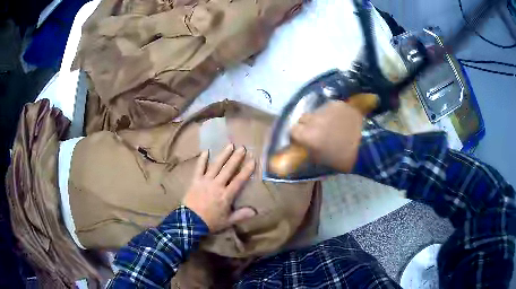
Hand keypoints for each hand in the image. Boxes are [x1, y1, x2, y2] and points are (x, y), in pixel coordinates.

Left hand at [183, 144, 255, 231]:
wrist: (190, 222)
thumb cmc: (210, 222)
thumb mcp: (228, 221)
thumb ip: (241, 215)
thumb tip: (255, 211)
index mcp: (226, 195)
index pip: (239, 180)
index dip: (246, 170)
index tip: (252, 160)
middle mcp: (217, 185)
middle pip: (228, 169)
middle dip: (236, 158)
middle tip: (242, 148)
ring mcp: (205, 181)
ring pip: (216, 165)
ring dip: (223, 155)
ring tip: (230, 145)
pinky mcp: (195, 180)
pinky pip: (199, 168)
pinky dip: (202, 159)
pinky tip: (206, 151)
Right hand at [290, 100, 362, 172]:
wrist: (367, 146)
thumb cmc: (343, 158)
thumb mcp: (322, 160)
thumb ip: (309, 151)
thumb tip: (303, 146)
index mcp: (308, 136)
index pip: (293, 130)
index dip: (297, 135)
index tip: (302, 140)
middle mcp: (314, 119)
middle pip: (302, 118)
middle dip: (306, 125)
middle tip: (315, 132)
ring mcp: (326, 109)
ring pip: (316, 111)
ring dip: (319, 118)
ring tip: (330, 125)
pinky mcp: (337, 104)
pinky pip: (328, 107)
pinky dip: (331, 113)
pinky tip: (339, 119)